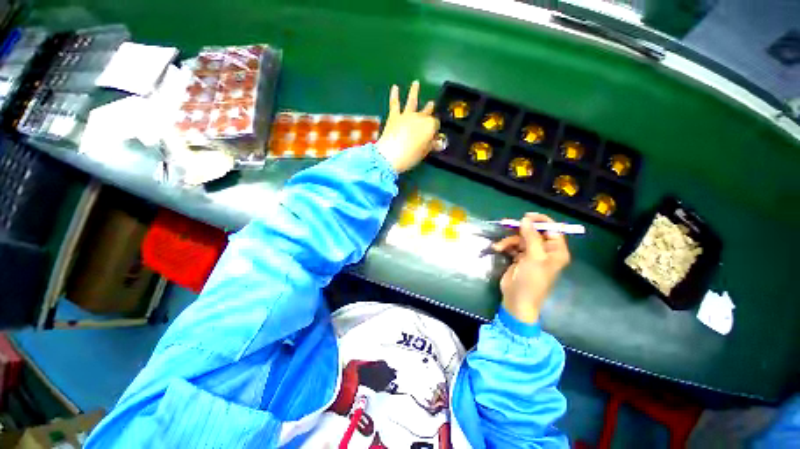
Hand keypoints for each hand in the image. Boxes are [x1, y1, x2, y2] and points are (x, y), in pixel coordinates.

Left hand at [376, 80, 440, 172]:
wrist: (390, 155)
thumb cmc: (410, 156)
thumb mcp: (424, 153)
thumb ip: (431, 145)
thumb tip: (437, 143)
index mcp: (429, 126)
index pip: (435, 124)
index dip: (435, 129)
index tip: (433, 135)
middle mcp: (420, 117)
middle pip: (426, 112)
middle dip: (429, 109)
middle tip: (431, 104)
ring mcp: (406, 115)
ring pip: (412, 101)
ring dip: (414, 91)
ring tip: (416, 83)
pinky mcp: (394, 116)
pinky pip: (394, 103)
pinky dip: (394, 95)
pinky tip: (394, 87)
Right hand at [492, 213, 571, 323]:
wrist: (517, 299)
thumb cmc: (531, 279)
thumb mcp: (533, 257)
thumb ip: (531, 236)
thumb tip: (526, 219)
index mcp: (556, 251)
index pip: (552, 230)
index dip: (540, 221)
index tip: (526, 216)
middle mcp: (545, 251)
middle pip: (534, 232)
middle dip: (520, 230)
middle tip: (506, 224)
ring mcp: (531, 255)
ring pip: (520, 238)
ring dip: (509, 240)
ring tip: (500, 246)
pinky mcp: (519, 258)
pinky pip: (513, 246)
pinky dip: (505, 246)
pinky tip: (498, 249)